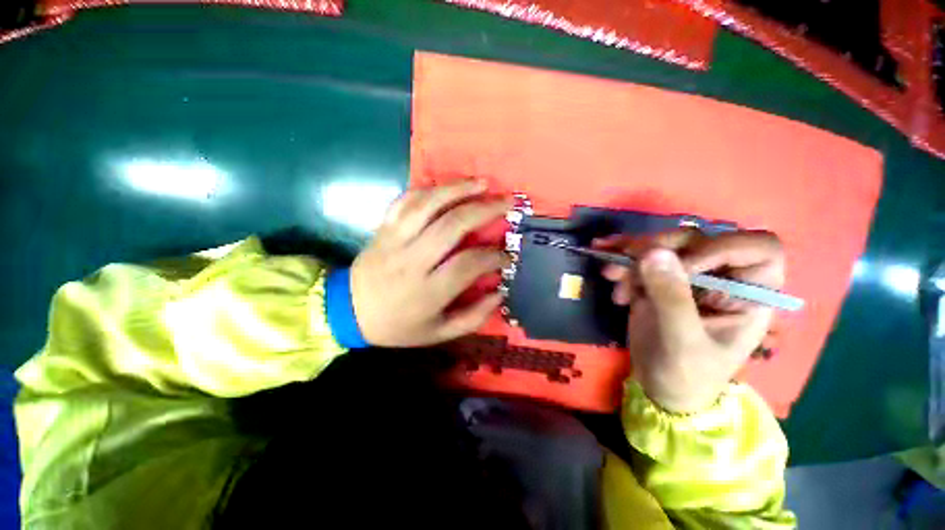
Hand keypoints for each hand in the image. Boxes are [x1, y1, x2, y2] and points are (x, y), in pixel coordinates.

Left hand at [350, 181, 510, 346]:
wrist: (348, 313)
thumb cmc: (398, 326)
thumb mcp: (438, 334)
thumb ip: (473, 317)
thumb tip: (500, 293)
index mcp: (427, 292)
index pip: (468, 264)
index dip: (493, 256)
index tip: (507, 255)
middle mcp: (412, 261)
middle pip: (451, 226)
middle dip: (484, 210)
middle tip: (507, 203)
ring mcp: (394, 240)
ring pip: (427, 205)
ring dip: (458, 189)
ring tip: (482, 183)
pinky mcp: (383, 229)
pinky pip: (404, 200)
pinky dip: (428, 189)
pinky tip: (447, 186)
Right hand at [599, 230, 784, 412]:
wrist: (659, 387)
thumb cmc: (687, 375)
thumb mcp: (682, 341)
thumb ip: (671, 297)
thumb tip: (653, 252)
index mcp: (748, 295)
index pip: (758, 250)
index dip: (722, 248)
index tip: (684, 267)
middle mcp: (721, 279)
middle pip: (698, 241)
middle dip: (660, 247)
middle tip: (629, 261)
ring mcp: (686, 279)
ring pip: (663, 247)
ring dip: (631, 254)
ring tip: (608, 272)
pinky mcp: (658, 282)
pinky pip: (640, 261)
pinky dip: (620, 261)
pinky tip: (606, 273)